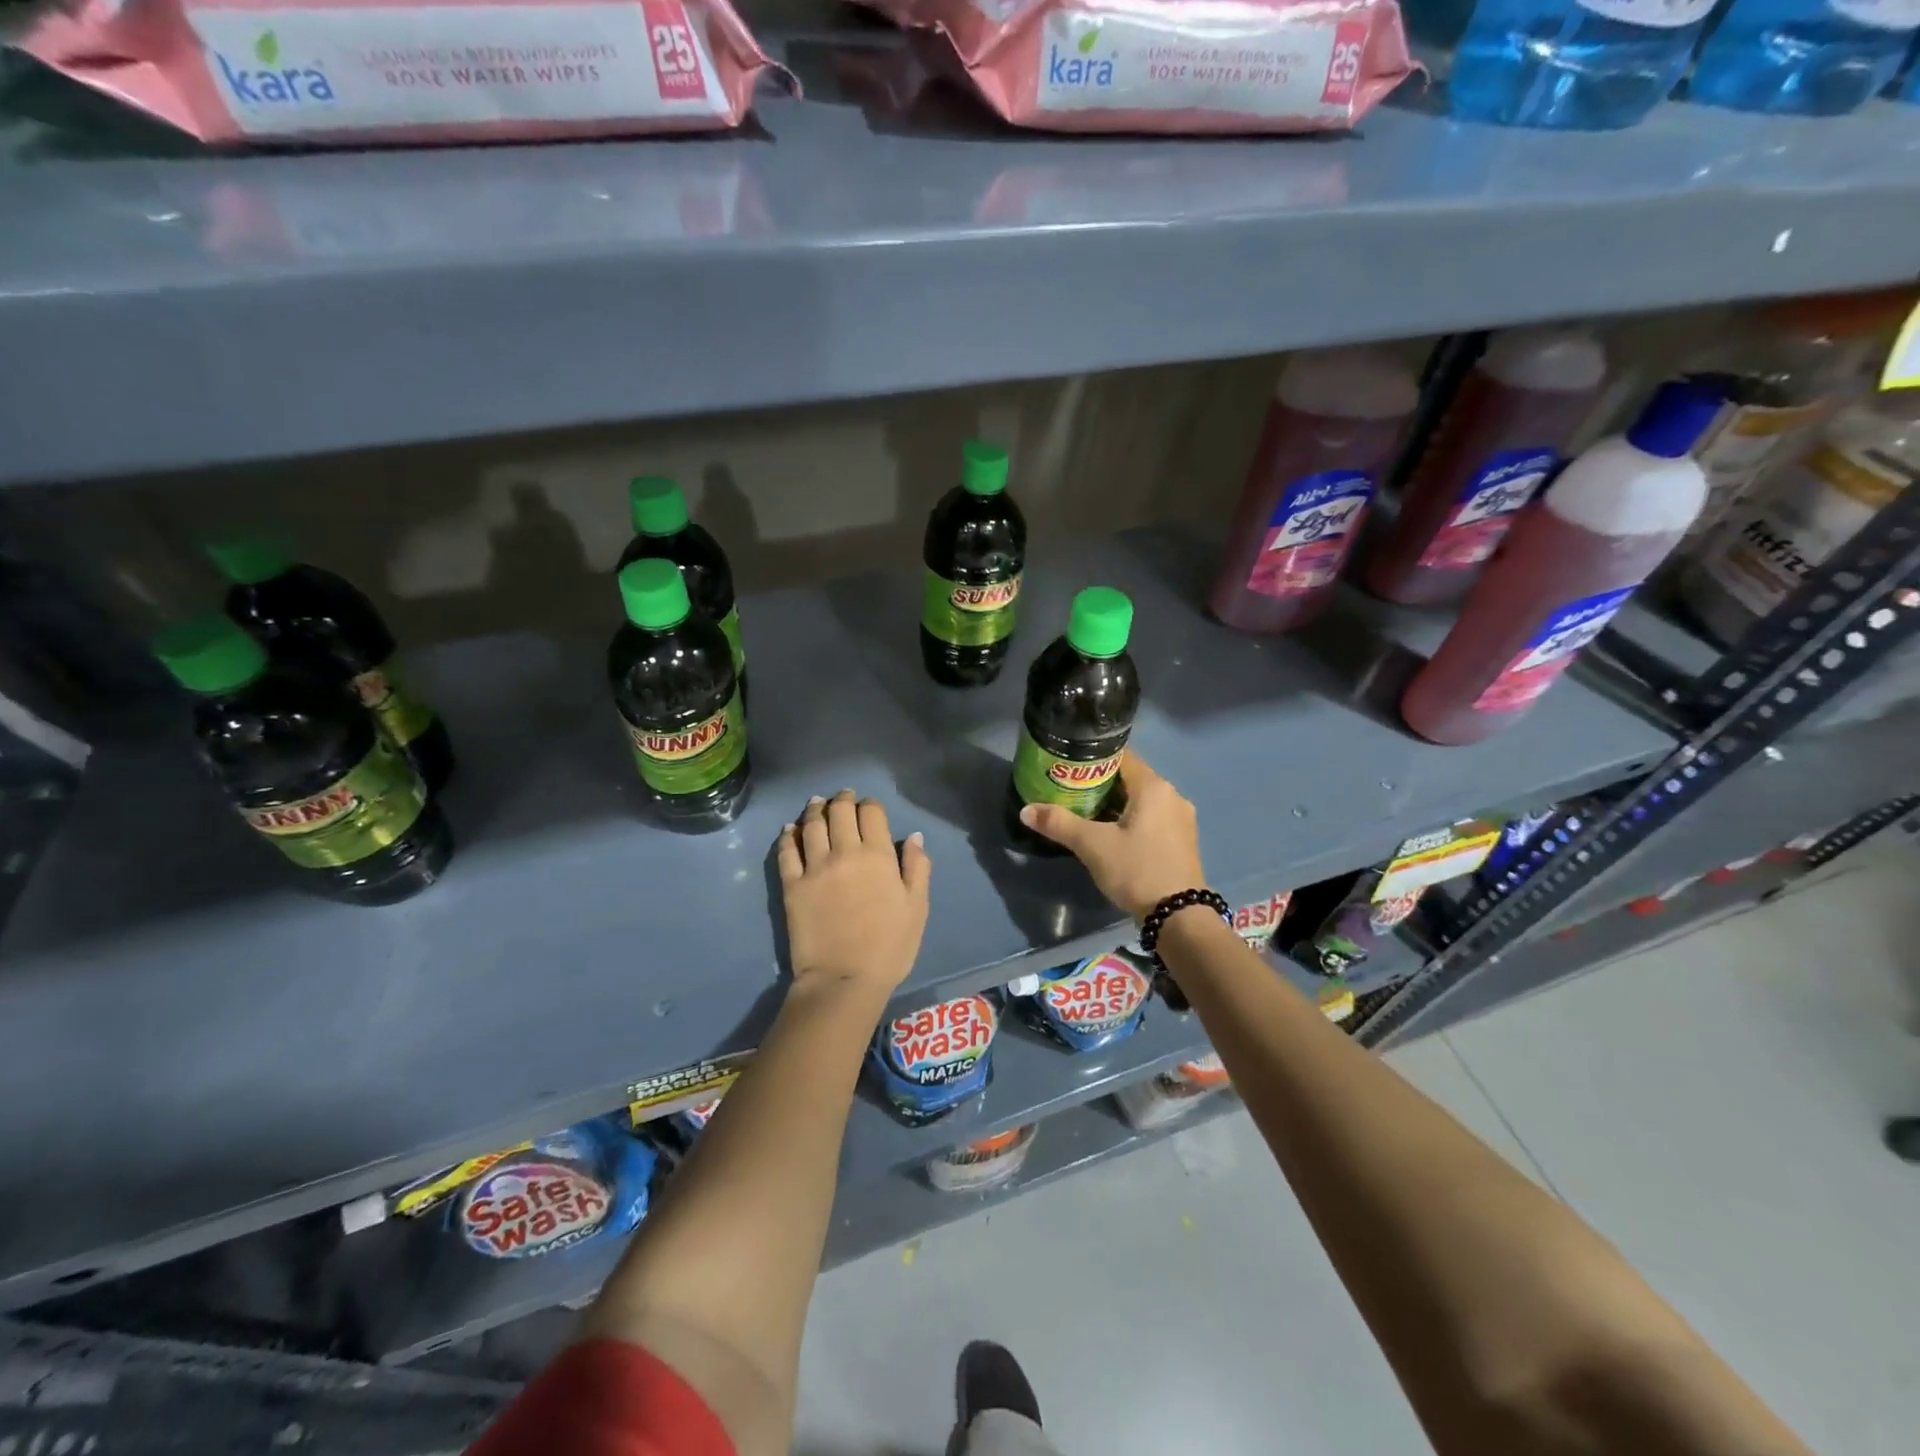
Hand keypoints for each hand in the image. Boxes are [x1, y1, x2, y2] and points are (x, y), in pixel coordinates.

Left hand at [776, 789, 930, 999]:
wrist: (844, 979)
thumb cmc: (889, 947)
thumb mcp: (917, 909)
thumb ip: (917, 868)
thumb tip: (914, 837)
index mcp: (878, 856)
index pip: (872, 813)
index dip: (871, 804)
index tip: (870, 807)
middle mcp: (844, 852)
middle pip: (840, 811)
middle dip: (843, 800)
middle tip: (843, 797)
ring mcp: (814, 867)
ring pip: (811, 825)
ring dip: (815, 810)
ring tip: (816, 804)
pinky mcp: (792, 885)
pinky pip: (786, 851)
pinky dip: (787, 836)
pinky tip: (789, 830)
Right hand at [1017, 751, 1204, 920]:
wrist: (1179, 917)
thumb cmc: (1136, 870)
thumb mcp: (1092, 846)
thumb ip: (1059, 823)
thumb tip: (1026, 810)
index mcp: (1153, 786)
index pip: (1120, 757)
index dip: (1092, 759)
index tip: (1068, 768)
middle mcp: (1172, 795)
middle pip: (1130, 778)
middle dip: (1100, 784)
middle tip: (1069, 792)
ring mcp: (1181, 819)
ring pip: (1141, 800)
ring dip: (1115, 804)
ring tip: (1084, 813)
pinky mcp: (1182, 840)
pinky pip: (1152, 818)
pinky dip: (1131, 820)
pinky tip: (1111, 835)